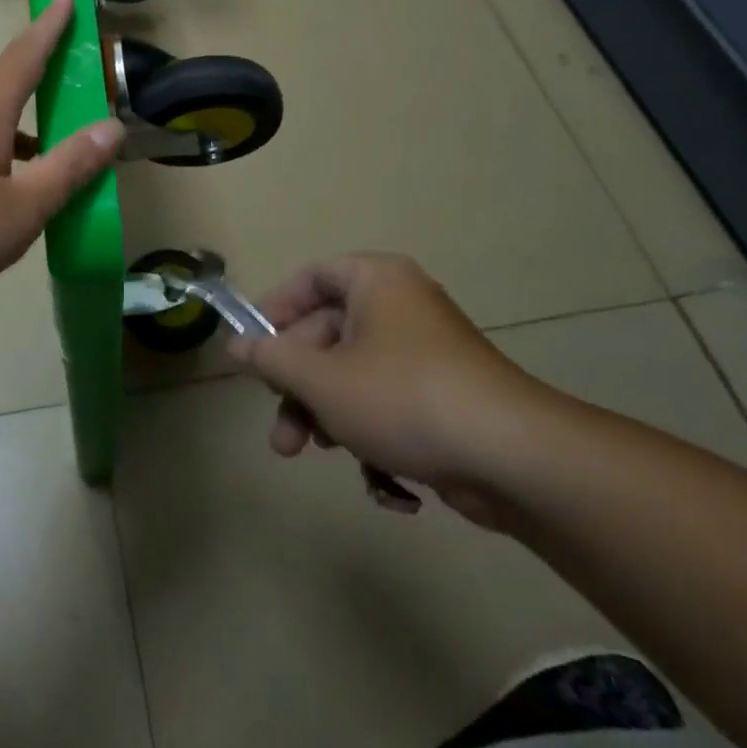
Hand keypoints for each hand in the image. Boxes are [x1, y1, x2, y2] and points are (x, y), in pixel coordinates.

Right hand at [227, 254, 554, 525]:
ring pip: (353, 373)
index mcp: (375, 281)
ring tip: (311, 453)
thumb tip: (235, 346)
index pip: (311, 278)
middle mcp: (401, 305)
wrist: (512, 457)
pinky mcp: (444, 394)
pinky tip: (369, 470)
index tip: (251, 347)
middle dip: (297, 385)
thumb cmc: (403, 397)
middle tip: (279, 425)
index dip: (275, 309)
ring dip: (325, 413)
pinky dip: (367, 427)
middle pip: (328, 333)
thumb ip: (272, 359)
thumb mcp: (322, 379)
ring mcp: (426, 350)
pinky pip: (386, 398)